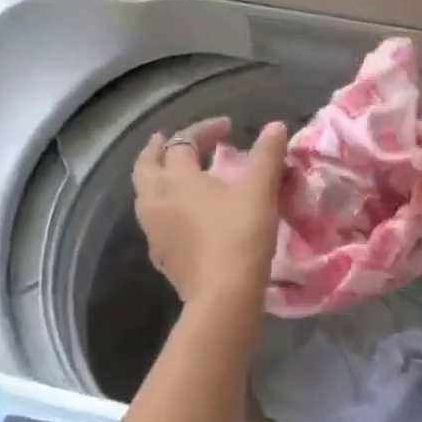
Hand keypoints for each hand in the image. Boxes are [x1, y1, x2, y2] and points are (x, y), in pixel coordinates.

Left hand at [133, 117, 287, 307]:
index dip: (205, 129)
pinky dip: (166, 208)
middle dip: (160, 148)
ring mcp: (153, 230)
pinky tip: (184, 216)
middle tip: (175, 141)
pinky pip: (155, 221)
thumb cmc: (240, 235)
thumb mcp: (260, 190)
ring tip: (179, 177)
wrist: (223, 294)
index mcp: (176, 178)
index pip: (183, 141)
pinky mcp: (160, 255)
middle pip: (146, 165)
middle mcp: (155, 199)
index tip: (229, 128)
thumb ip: (267, 155)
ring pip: (146, 194)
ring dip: (159, 178)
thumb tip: (275, 126)